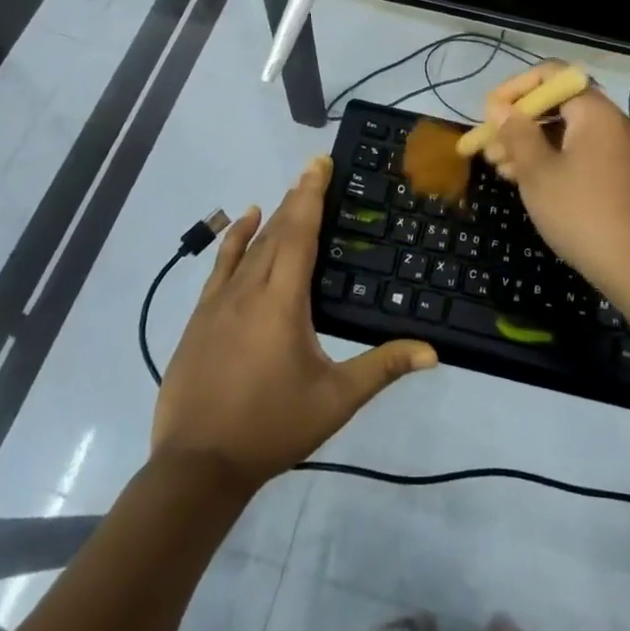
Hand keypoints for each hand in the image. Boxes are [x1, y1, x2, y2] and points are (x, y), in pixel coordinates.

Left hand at [152, 156, 437, 491]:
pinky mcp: (200, 316)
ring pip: (250, 245)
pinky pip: (221, 264)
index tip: (320, 163)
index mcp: (283, 300)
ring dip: (272, 216)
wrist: (196, 467)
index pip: (300, 232)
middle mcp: (250, 289)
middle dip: (297, 198)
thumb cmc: (271, 427)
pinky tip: (243, 221)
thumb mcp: (334, 400)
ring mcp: (219, 301)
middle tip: (315, 171)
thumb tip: (433, 351)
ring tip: (290, 191)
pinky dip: (234, 238)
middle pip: (276, 231)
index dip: (311, 195)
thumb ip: (382, 368)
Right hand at [484, 66, 629, 305]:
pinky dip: (556, 158)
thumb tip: (500, 107)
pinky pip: (584, 152)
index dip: (516, 88)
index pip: (553, 75)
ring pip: (570, 132)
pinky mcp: (626, 174)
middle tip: (489, 147)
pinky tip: (530, 181)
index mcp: (596, 111)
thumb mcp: (538, 172)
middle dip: (520, 122)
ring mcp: (624, 149)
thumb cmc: (583, 213)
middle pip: (560, 104)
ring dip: (534, 144)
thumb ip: (516, 134)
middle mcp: (615, 121)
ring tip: (501, 169)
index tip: (490, 113)